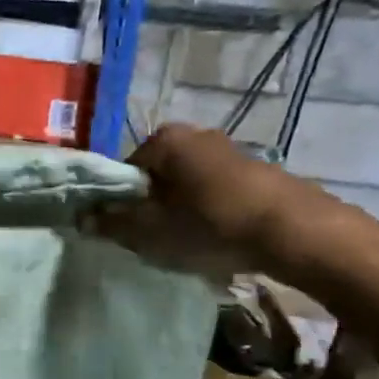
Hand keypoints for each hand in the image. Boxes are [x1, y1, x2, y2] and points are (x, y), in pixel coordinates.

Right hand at [91, 124, 354, 280]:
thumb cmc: (211, 224)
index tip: (128, 232)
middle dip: (152, 208)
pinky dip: (211, 213)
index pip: (123, 172)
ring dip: (182, 212)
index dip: (120, 205)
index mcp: (163, 140)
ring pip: (187, 186)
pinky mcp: (256, 170)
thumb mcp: (150, 231)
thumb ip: (111, 223)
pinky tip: (220, 239)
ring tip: (191, 244)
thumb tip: (81, 217)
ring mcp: (228, 150)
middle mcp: (194, 134)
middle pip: (156, 177)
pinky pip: (216, 192)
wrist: (296, 231)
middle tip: (157, 241)